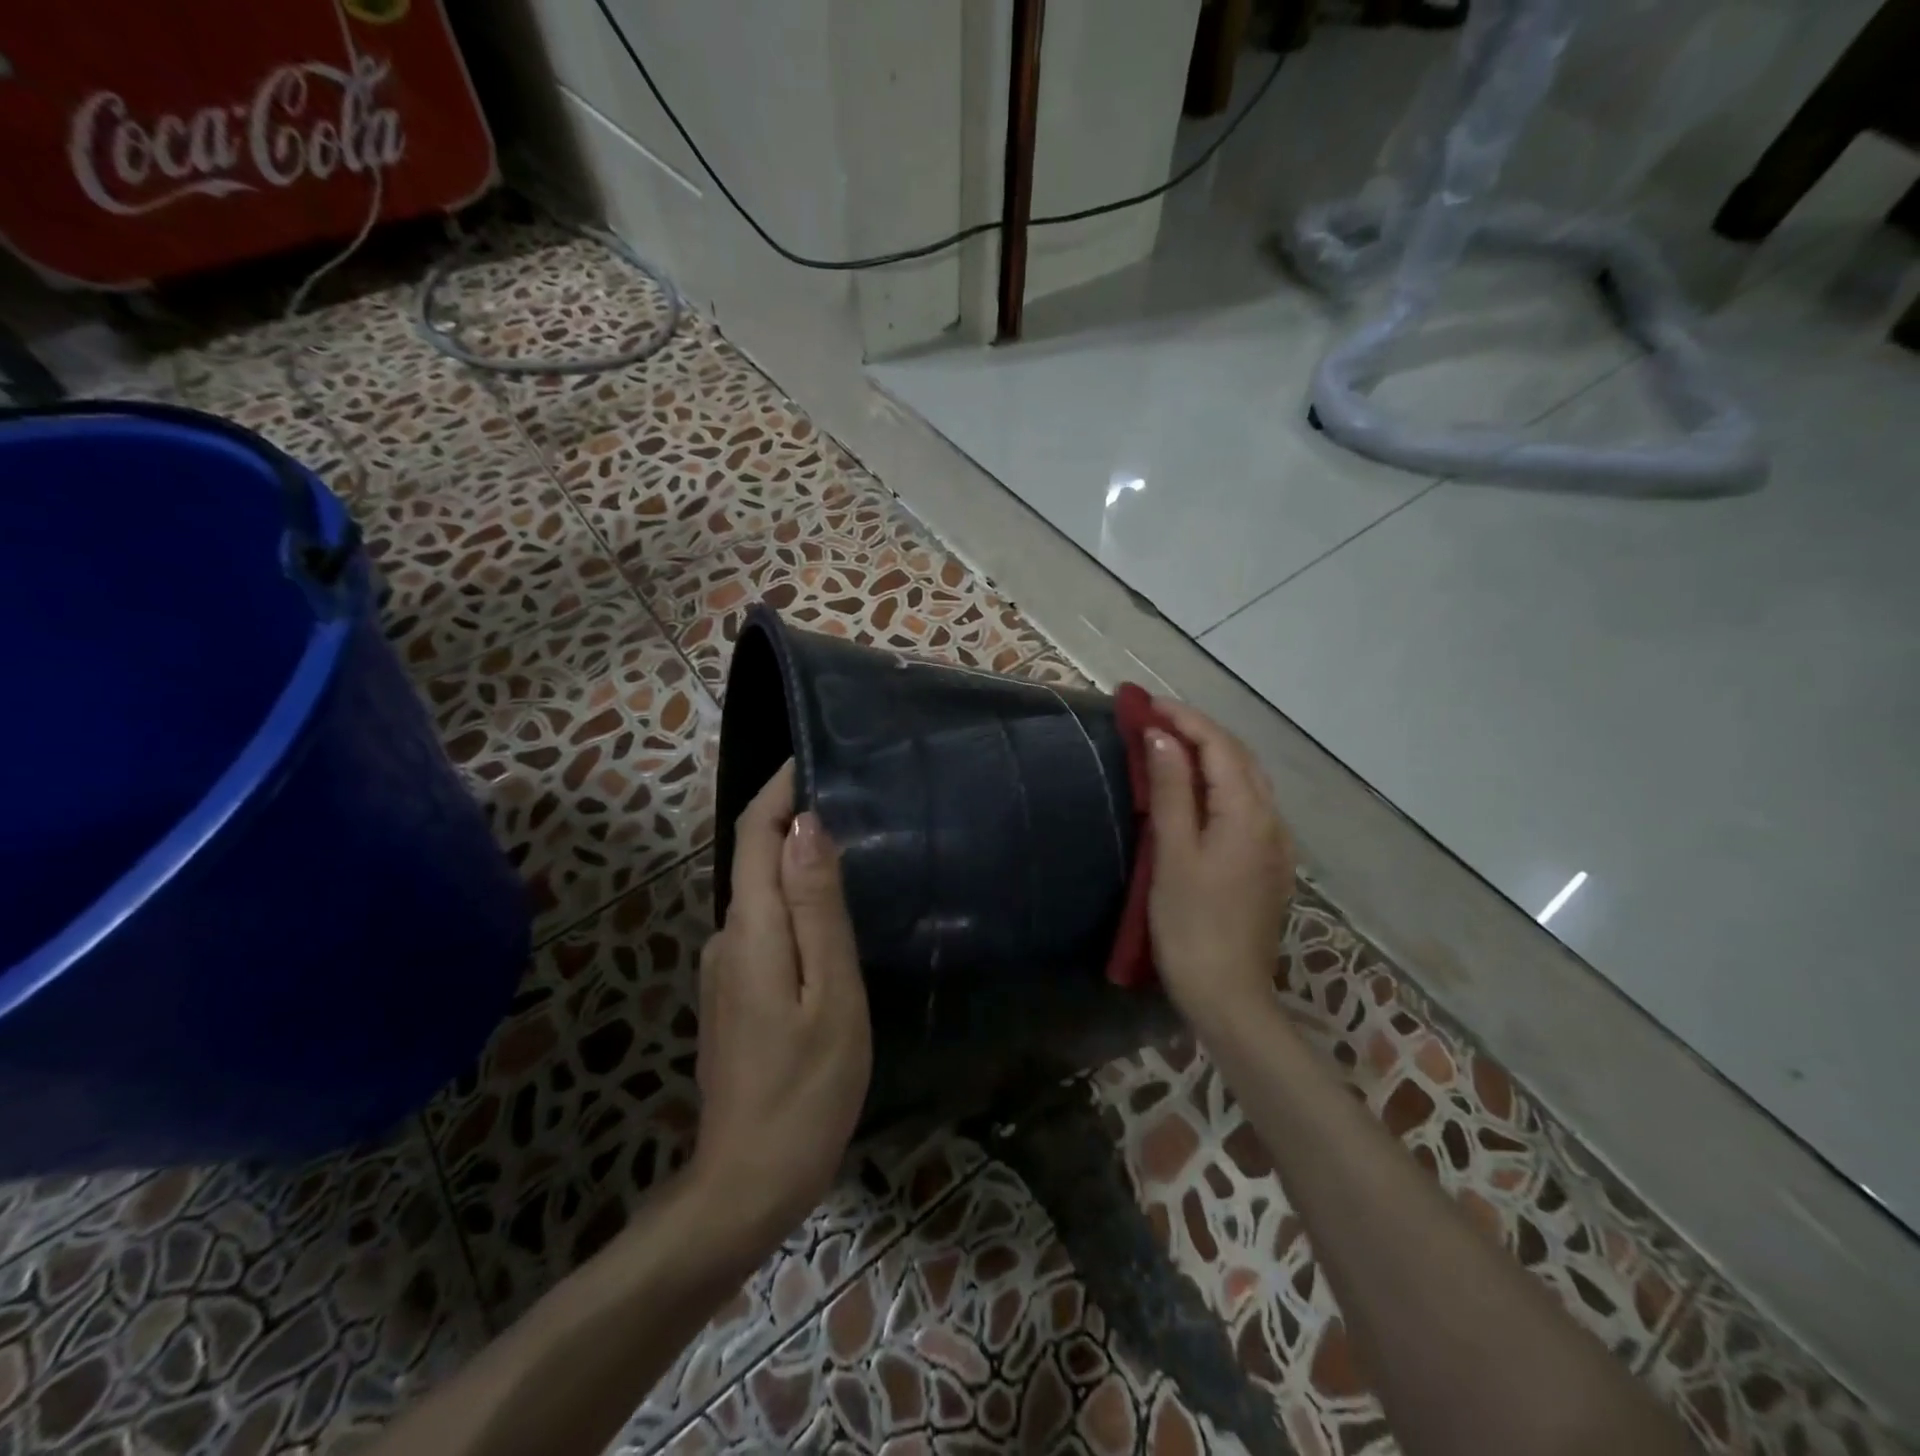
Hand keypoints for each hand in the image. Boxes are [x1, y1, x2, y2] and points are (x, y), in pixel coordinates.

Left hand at [691, 762, 871, 1249]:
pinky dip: (792, 898)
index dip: (780, 788)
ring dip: (795, 857)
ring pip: (760, 891)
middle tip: (853, 795)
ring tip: (853, 844)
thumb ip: (816, 907)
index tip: (816, 756)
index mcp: (750, 929)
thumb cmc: (806, 1088)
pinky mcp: (734, 992)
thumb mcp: (830, 994)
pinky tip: (829, 911)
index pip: (756, 832)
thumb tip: (806, 825)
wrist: (746, 1184)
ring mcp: (725, 967)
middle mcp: (727, 936)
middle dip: (792, 815)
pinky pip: (763, 924)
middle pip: (754, 855)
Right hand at [1142, 699, 1295, 1036]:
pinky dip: (1219, 783)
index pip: (1219, 746)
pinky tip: (1196, 790)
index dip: (1184, 719)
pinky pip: (1246, 805)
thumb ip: (1171, 791)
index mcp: (1248, 814)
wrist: (1228, 995)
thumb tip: (1163, 738)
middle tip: (1154, 719)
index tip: (1146, 704)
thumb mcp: (1173, 854)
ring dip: (1210, 754)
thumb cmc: (1190, 924)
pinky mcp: (1267, 864)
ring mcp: (1274, 844)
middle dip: (1198, 730)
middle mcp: (1271, 821)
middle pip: (1238, 757)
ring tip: (1170, 745)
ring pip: (1246, 780)